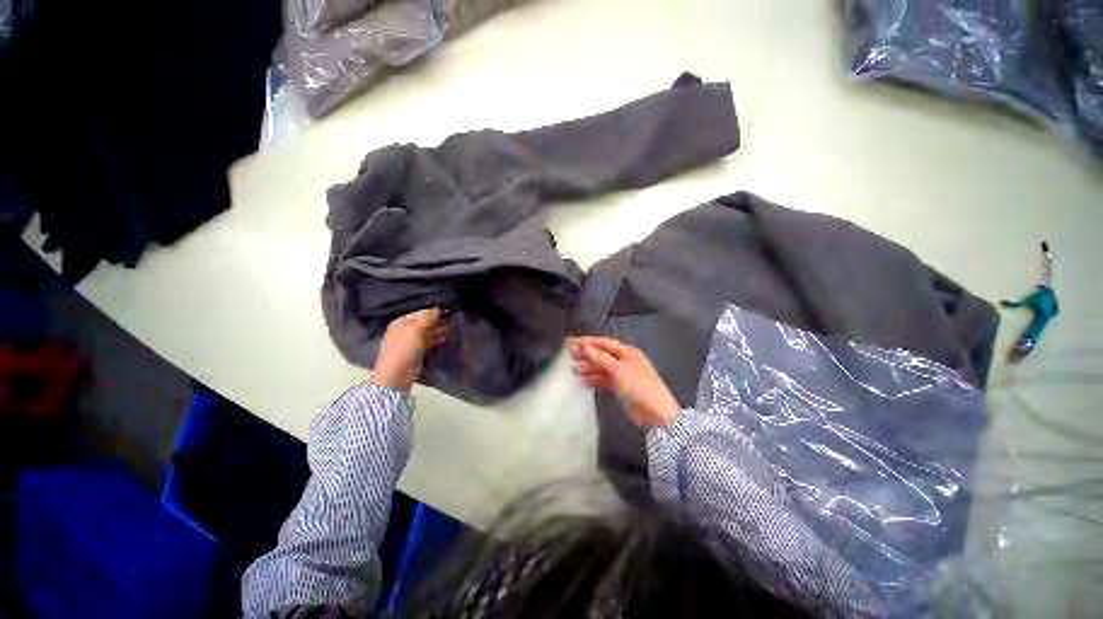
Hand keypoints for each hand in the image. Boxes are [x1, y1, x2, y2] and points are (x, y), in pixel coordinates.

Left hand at [371, 308, 449, 392]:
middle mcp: (404, 331)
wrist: (396, 375)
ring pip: (427, 332)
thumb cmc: (403, 349)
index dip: (434, 311)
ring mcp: (410, 343)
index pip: (420, 313)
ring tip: (452, 326)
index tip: (448, 309)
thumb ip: (427, 318)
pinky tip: (446, 337)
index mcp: (400, 323)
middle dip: (437, 320)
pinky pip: (428, 342)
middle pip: (424, 323)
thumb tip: (438, 308)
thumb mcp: (415, 329)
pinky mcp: (416, 353)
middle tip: (453, 318)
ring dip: (439, 329)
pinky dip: (436, 339)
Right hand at [569, 336, 679, 426]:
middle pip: (602, 354)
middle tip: (571, 356)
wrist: (656, 412)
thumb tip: (587, 347)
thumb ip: (600, 358)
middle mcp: (625, 361)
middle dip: (587, 354)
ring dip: (589, 367)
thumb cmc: (640, 387)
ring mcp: (624, 374)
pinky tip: (586, 381)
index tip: (572, 342)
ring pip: (603, 367)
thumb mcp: (618, 369)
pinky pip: (605, 380)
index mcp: (627, 352)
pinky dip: (596, 379)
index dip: (587, 341)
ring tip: (575, 370)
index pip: (603, 343)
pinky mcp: (622, 387)